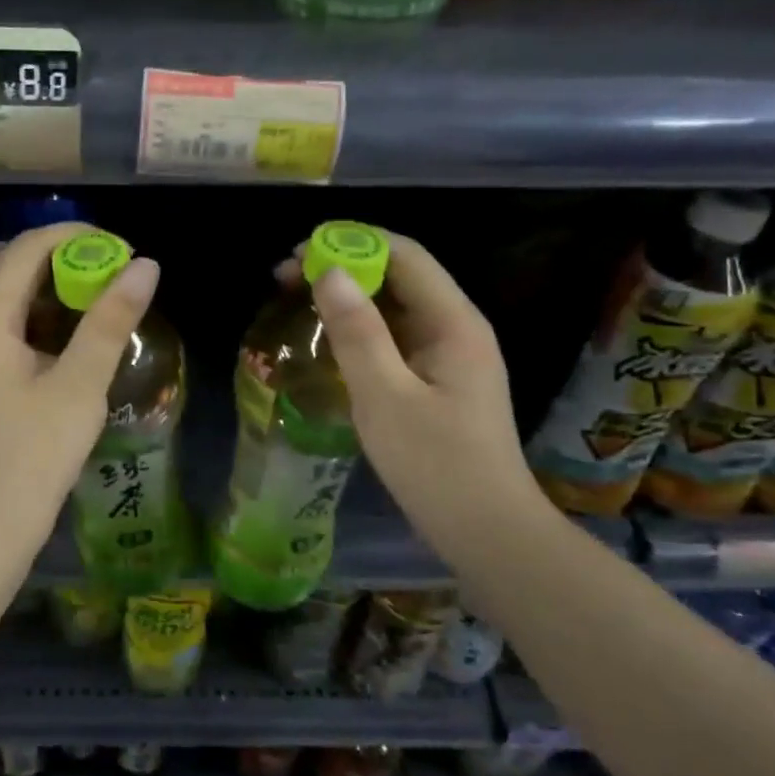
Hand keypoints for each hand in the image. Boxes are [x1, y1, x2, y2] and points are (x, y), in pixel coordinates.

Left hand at [0, 222, 158, 553]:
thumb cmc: (33, 457)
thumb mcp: (79, 386)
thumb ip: (110, 322)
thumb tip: (144, 266)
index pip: (24, 250)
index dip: (71, 236)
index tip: (118, 247)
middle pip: (7, 265)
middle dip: (56, 255)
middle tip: (105, 269)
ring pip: (4, 296)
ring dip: (47, 285)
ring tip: (97, 297)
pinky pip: (6, 325)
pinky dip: (38, 315)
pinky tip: (74, 337)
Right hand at [289, 232, 552, 568]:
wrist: (488, 533)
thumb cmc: (436, 465)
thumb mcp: (385, 396)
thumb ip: (357, 332)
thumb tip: (331, 272)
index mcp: (453, 322)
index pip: (404, 255)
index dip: (352, 242)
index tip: (299, 254)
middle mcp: (457, 328)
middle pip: (400, 276)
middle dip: (344, 268)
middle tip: (287, 280)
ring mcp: (450, 357)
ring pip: (396, 308)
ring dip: (349, 299)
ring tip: (298, 303)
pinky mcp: (440, 382)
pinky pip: (396, 339)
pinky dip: (361, 330)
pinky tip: (329, 342)